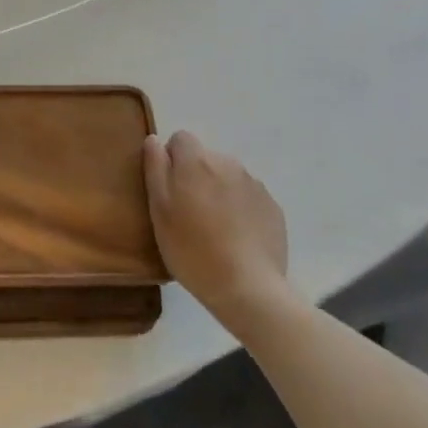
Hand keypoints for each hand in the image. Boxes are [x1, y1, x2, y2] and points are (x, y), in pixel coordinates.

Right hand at [143, 130, 290, 319]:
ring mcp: (254, 185)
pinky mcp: (272, 207)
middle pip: (205, 158)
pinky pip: (248, 197)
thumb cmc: (192, 249)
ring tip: (214, 228)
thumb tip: (154, 140)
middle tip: (189, 214)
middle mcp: (228, 163)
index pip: (180, 138)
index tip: (169, 189)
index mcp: (197, 161)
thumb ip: (155, 168)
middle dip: (195, 177)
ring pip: (227, 177)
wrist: (248, 289)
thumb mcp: (159, 210)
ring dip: (218, 191)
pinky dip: (240, 208)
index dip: (171, 159)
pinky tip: (236, 238)